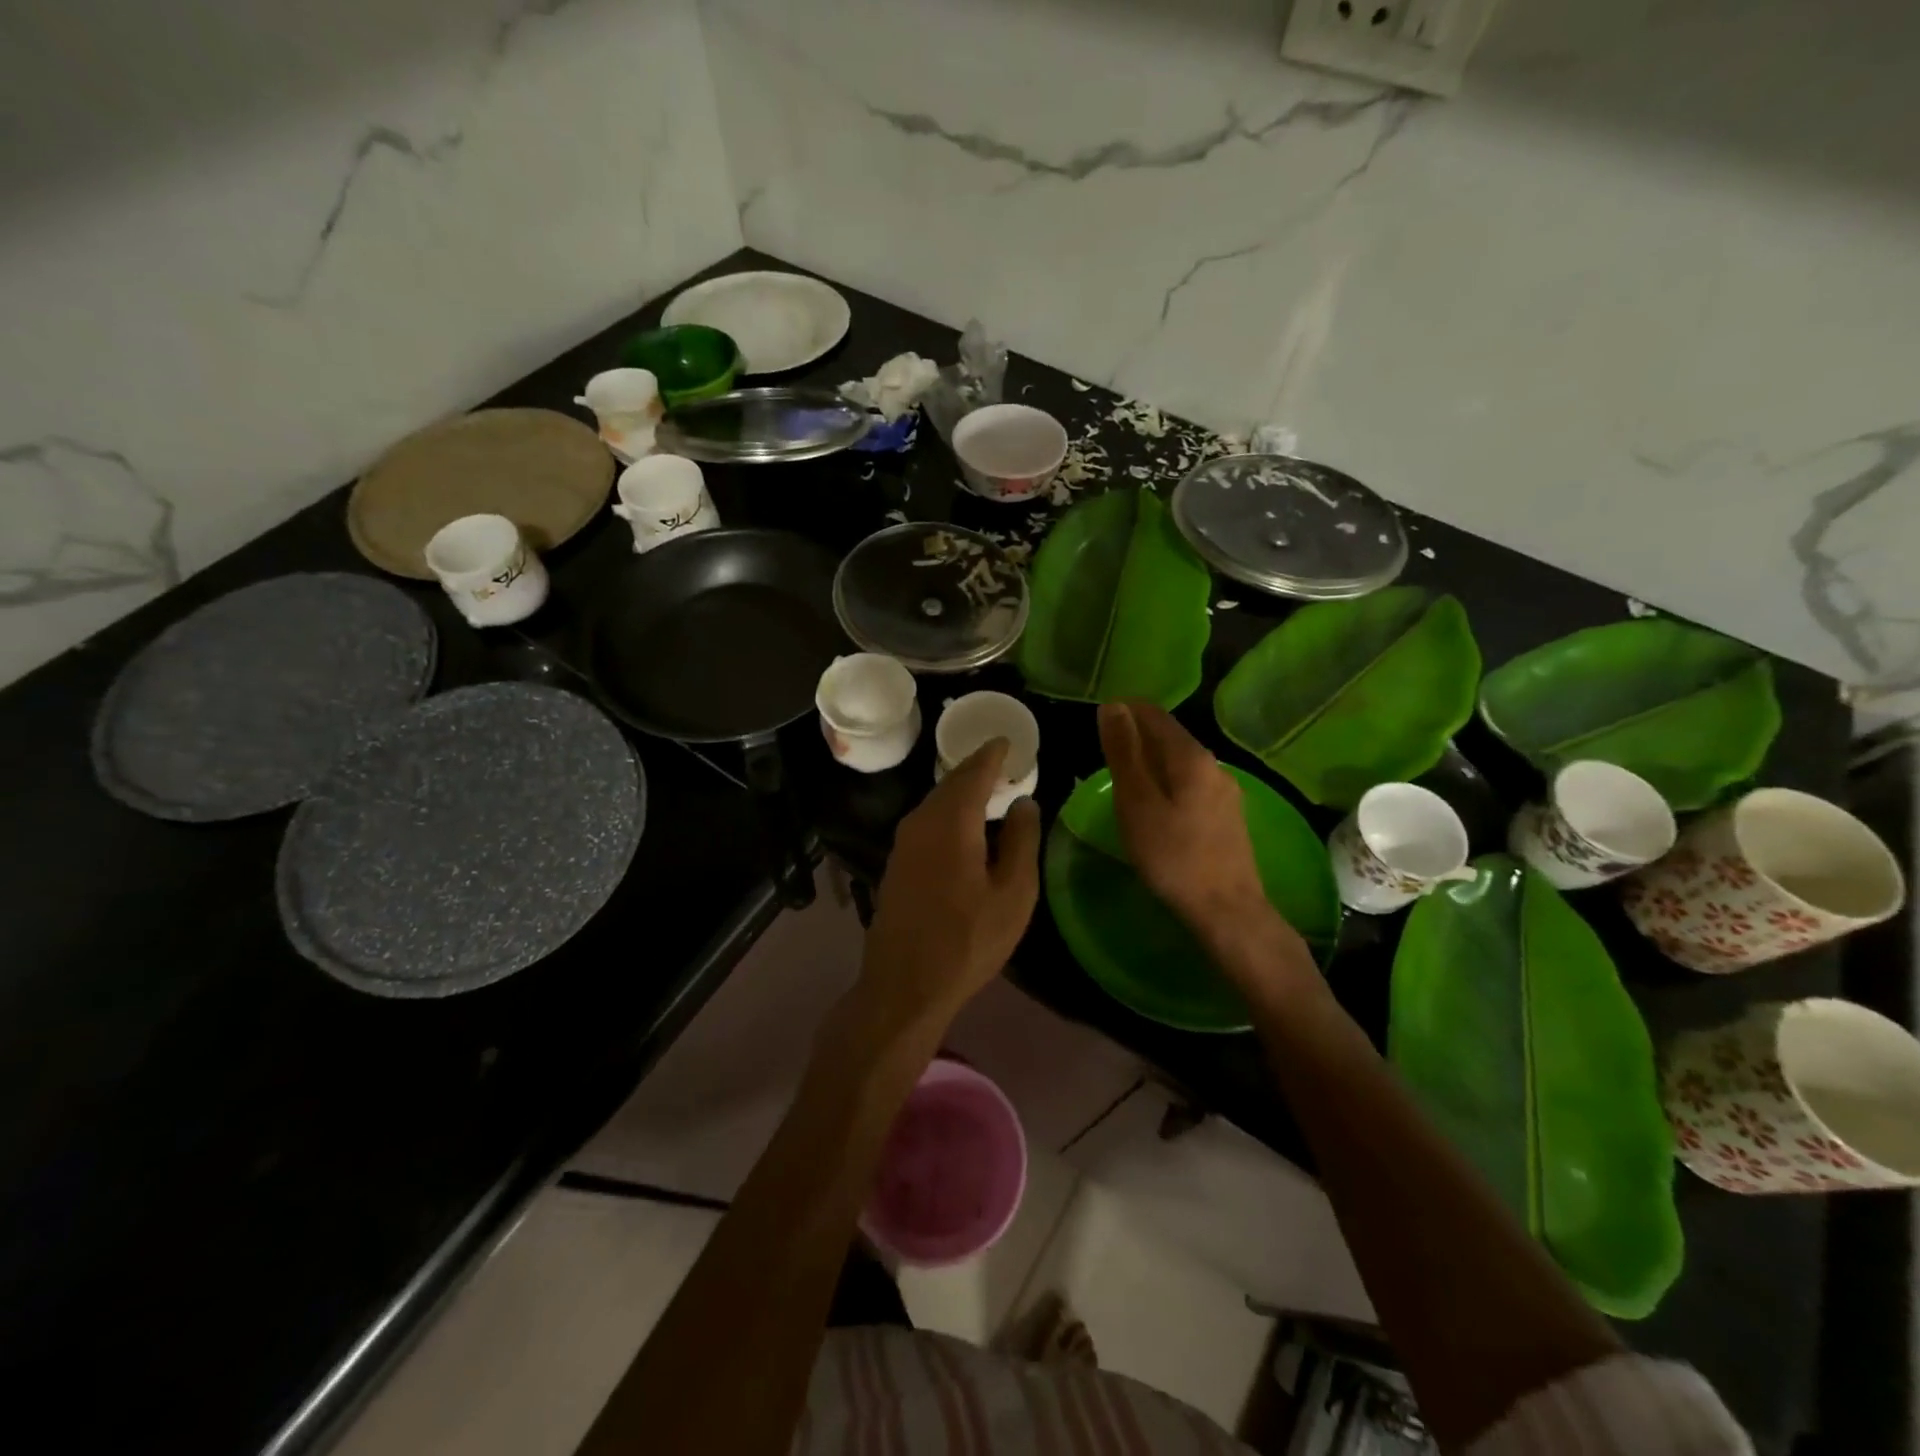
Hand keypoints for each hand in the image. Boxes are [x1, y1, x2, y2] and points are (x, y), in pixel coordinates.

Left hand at [851, 739, 1041, 1039]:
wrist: (904, 985)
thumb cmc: (968, 940)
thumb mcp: (1013, 894)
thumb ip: (1022, 841)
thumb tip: (1025, 802)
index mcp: (952, 822)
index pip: (974, 771)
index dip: (992, 753)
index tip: (1007, 740)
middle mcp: (921, 821)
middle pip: (951, 783)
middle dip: (977, 769)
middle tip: (1003, 763)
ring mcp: (903, 843)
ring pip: (936, 802)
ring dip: (961, 792)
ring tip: (989, 791)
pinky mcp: (896, 863)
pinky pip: (927, 822)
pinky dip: (949, 813)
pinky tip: (964, 827)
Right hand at [1097, 700, 1268, 931]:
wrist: (1226, 909)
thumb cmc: (1173, 855)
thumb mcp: (1136, 802)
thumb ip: (1124, 753)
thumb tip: (1113, 706)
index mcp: (1192, 757)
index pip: (1154, 715)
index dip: (1124, 711)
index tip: (1098, 722)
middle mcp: (1214, 765)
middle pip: (1171, 737)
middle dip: (1137, 736)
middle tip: (1103, 753)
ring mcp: (1226, 791)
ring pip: (1181, 762)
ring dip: (1151, 761)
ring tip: (1123, 779)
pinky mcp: (1228, 816)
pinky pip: (1191, 784)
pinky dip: (1167, 782)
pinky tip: (1155, 804)